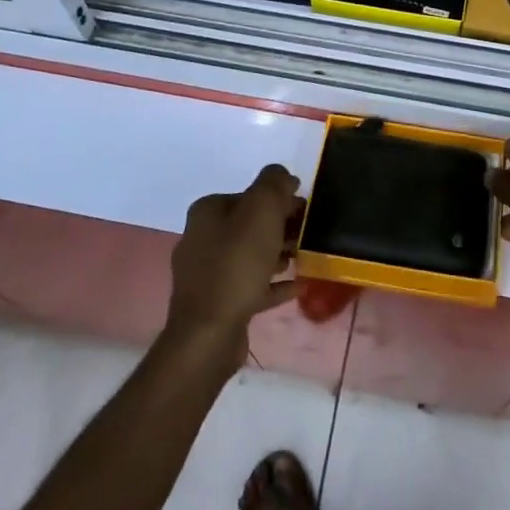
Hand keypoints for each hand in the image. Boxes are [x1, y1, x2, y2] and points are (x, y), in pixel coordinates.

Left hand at [165, 165, 302, 355]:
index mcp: (208, 212)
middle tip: (307, 232)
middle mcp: (201, 238)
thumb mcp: (261, 211)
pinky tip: (296, 286)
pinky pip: (250, 285)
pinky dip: (272, 283)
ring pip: (250, 255)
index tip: (305, 207)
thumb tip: (283, 175)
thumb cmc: (237, 264)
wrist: (209, 334)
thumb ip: (274, 184)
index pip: (249, 194)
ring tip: (304, 256)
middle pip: (249, 224)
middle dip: (280, 225)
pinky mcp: (216, 304)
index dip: (279, 198)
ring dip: (277, 253)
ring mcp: (206, 274)